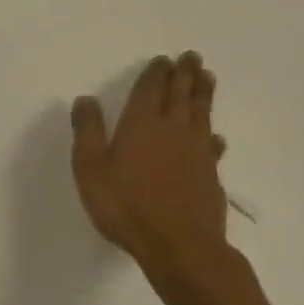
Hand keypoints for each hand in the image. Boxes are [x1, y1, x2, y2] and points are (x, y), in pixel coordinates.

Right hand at [71, 52, 228, 273]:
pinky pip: (213, 147)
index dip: (156, 73)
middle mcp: (172, 131)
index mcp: (141, 124)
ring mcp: (196, 154)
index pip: (150, 90)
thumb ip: (88, 130)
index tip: (164, 59)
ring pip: (201, 115)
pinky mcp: (210, 178)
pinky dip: (213, 136)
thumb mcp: (91, 167)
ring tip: (208, 78)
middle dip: (185, 75)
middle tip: (193, 56)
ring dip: (203, 95)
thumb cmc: (127, 205)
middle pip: (181, 96)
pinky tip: (216, 136)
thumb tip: (86, 99)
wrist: (180, 248)